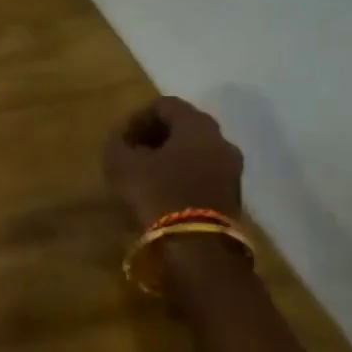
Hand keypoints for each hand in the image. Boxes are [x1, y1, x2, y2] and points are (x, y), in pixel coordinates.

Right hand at [103, 96, 243, 228]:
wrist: (198, 248)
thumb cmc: (157, 194)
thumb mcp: (121, 165)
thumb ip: (117, 143)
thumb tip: (121, 138)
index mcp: (196, 124)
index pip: (164, 104)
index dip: (137, 118)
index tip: (120, 139)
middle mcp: (221, 140)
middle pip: (184, 126)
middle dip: (155, 137)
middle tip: (131, 155)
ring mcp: (232, 169)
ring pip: (196, 151)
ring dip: (170, 158)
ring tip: (145, 177)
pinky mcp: (234, 196)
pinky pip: (204, 174)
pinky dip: (183, 176)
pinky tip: (163, 194)